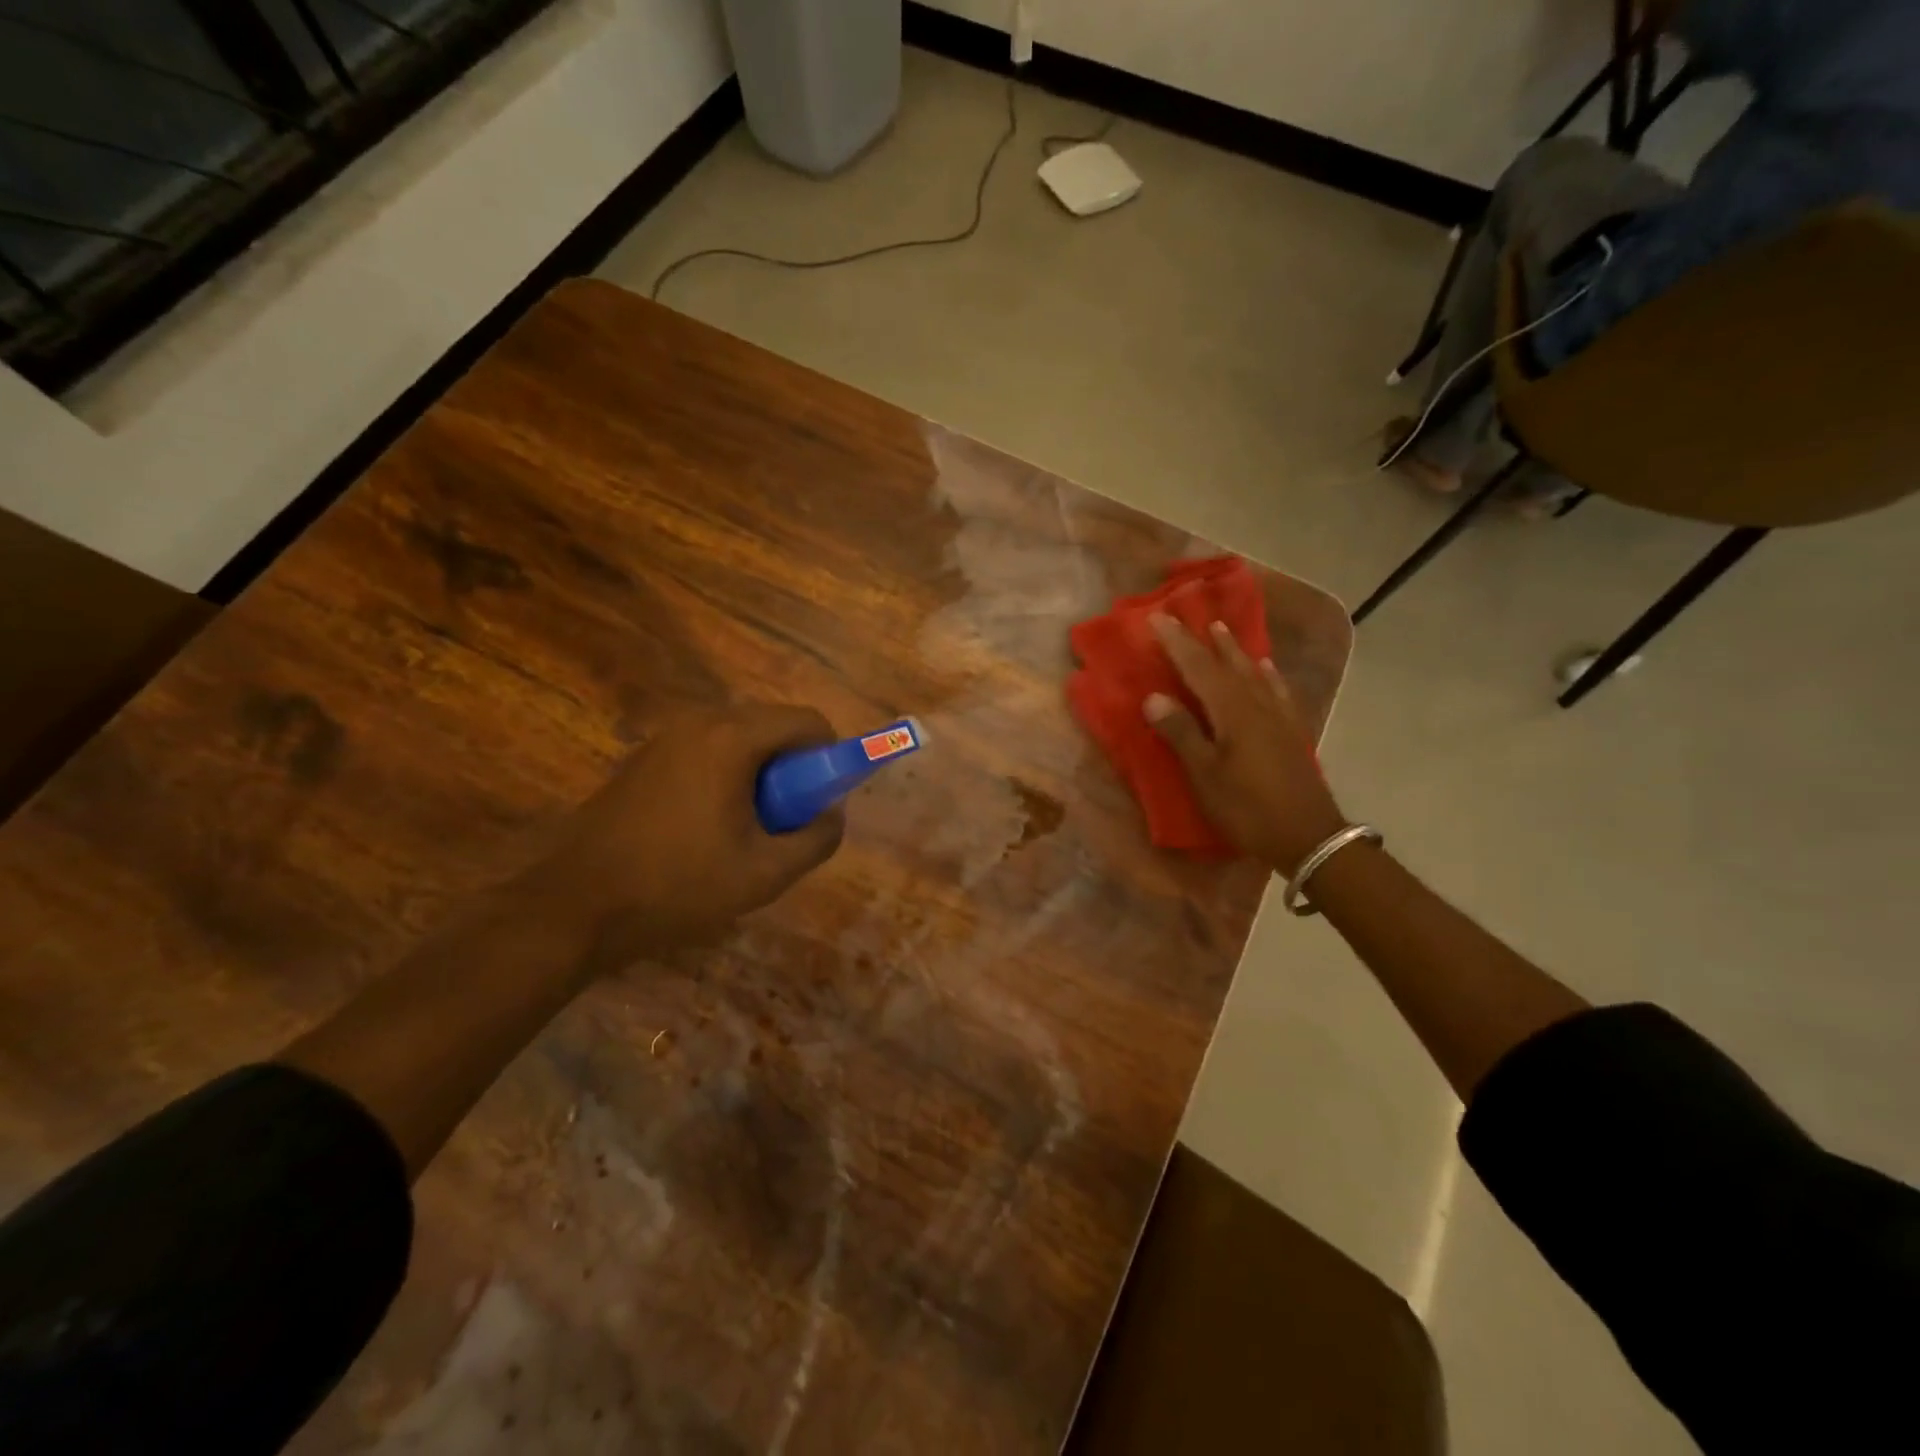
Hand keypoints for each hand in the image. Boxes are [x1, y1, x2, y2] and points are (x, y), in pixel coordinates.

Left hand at [513, 703, 844, 965]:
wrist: (576, 906)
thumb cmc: (678, 886)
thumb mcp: (765, 873)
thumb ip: (816, 839)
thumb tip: (832, 815)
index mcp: (731, 738)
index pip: (807, 721)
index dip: (830, 757)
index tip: (821, 802)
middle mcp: (699, 722)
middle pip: (773, 725)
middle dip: (794, 767)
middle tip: (786, 820)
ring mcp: (666, 737)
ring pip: (740, 739)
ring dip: (760, 774)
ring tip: (747, 829)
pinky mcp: (644, 758)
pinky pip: (707, 752)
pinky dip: (726, 776)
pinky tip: (707, 827)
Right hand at [1144, 614, 1348, 874]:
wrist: (1309, 837)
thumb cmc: (1248, 809)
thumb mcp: (1206, 776)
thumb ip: (1181, 734)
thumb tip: (1153, 697)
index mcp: (1232, 712)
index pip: (1198, 667)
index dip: (1176, 643)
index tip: (1157, 618)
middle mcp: (1256, 704)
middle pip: (1227, 664)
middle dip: (1204, 640)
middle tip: (1187, 616)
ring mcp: (1278, 716)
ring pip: (1253, 672)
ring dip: (1234, 650)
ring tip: (1221, 630)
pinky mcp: (1292, 731)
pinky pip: (1276, 690)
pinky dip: (1266, 674)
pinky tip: (1265, 669)